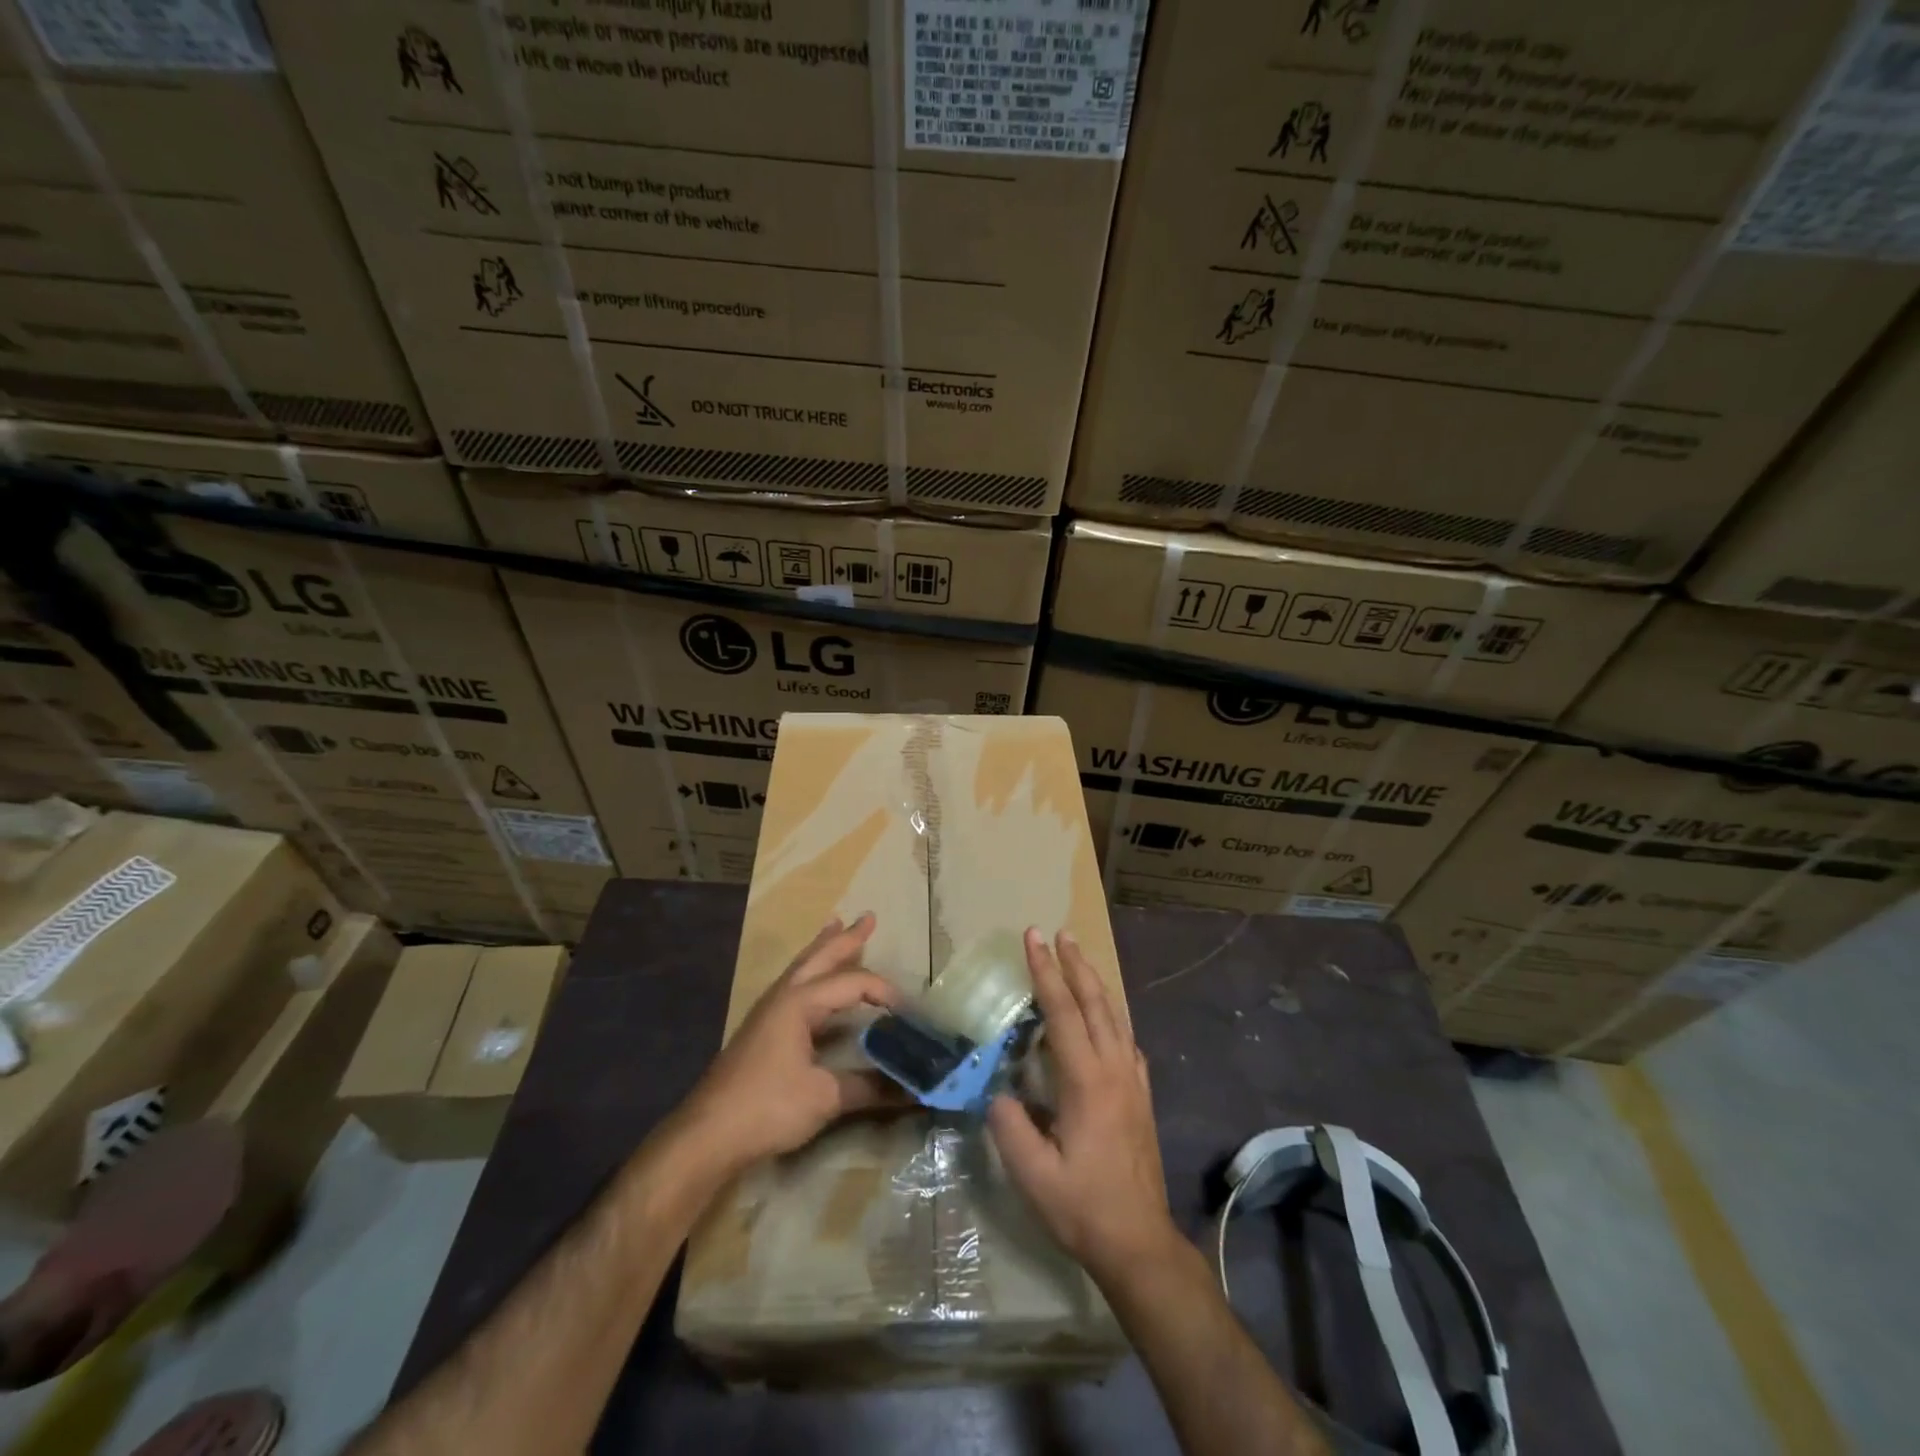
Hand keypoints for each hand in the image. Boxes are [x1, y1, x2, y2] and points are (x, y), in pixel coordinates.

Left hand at [679, 913, 903, 1169]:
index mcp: (799, 1002)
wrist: (708, 1135)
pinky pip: (793, 986)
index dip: (883, 991)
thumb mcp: (825, 1097)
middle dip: (845, 937)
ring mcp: (768, 1012)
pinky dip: (810, 972)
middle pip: (819, 957)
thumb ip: (871, 1088)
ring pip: (802, 968)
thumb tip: (915, 1089)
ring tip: (835, 925)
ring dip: (823, 948)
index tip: (909, 1010)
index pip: (851, 982)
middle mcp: (783, 997)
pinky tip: (812, 982)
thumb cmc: (767, 1107)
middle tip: (867, 917)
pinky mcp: (761, 1031)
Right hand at [989, 928, 1180, 1287]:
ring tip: (1079, 959)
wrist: (1140, 1243)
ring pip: (1115, 1016)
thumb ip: (1009, 1126)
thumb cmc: (1083, 1208)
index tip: (1033, 938)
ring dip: (1094, 983)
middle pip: (1094, 1002)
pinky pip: (1127, 1041)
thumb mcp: (1032, 1175)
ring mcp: (1133, 1081)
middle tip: (1058, 934)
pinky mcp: (1142, 1096)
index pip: (1062, 1011)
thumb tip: (995, 1090)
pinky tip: (1107, 1019)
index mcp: (1086, 1081)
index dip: (1045, 972)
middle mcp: (1114, 1069)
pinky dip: (1113, 1016)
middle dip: (1074, 964)